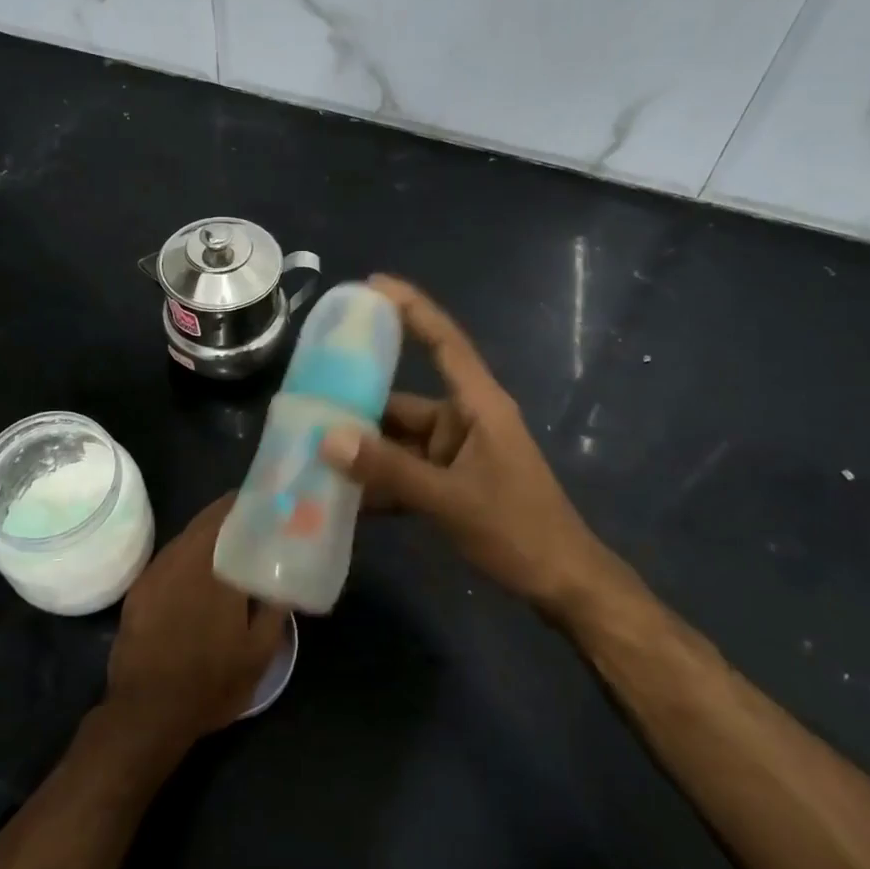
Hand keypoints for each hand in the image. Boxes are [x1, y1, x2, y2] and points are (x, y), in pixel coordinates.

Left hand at [104, 493, 284, 753]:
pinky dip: (189, 553)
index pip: (232, 516)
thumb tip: (285, 578)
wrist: (146, 713)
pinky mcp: (140, 588)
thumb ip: (275, 609)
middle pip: (207, 520)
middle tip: (255, 520)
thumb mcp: (259, 653)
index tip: (269, 503)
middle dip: (231, 514)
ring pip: (187, 536)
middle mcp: (183, 559)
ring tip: (232, 541)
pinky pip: (170, 556)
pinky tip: (200, 569)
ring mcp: (157, 572)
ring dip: (209, 533)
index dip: (250, 504)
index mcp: (215, 568)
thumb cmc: (210, 683)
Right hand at [320, 276, 632, 616]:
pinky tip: (340, 496)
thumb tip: (329, 438)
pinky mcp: (449, 484)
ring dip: (364, 450)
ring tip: (310, 449)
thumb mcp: (450, 499)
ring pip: (399, 441)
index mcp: (477, 407)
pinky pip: (405, 472)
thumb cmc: (518, 529)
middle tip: (308, 397)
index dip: (412, 309)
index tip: (373, 284)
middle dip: (359, 403)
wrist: (561, 584)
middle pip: (404, 400)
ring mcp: (455, 455)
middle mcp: (463, 422)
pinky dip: (379, 482)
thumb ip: (389, 470)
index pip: (444, 343)